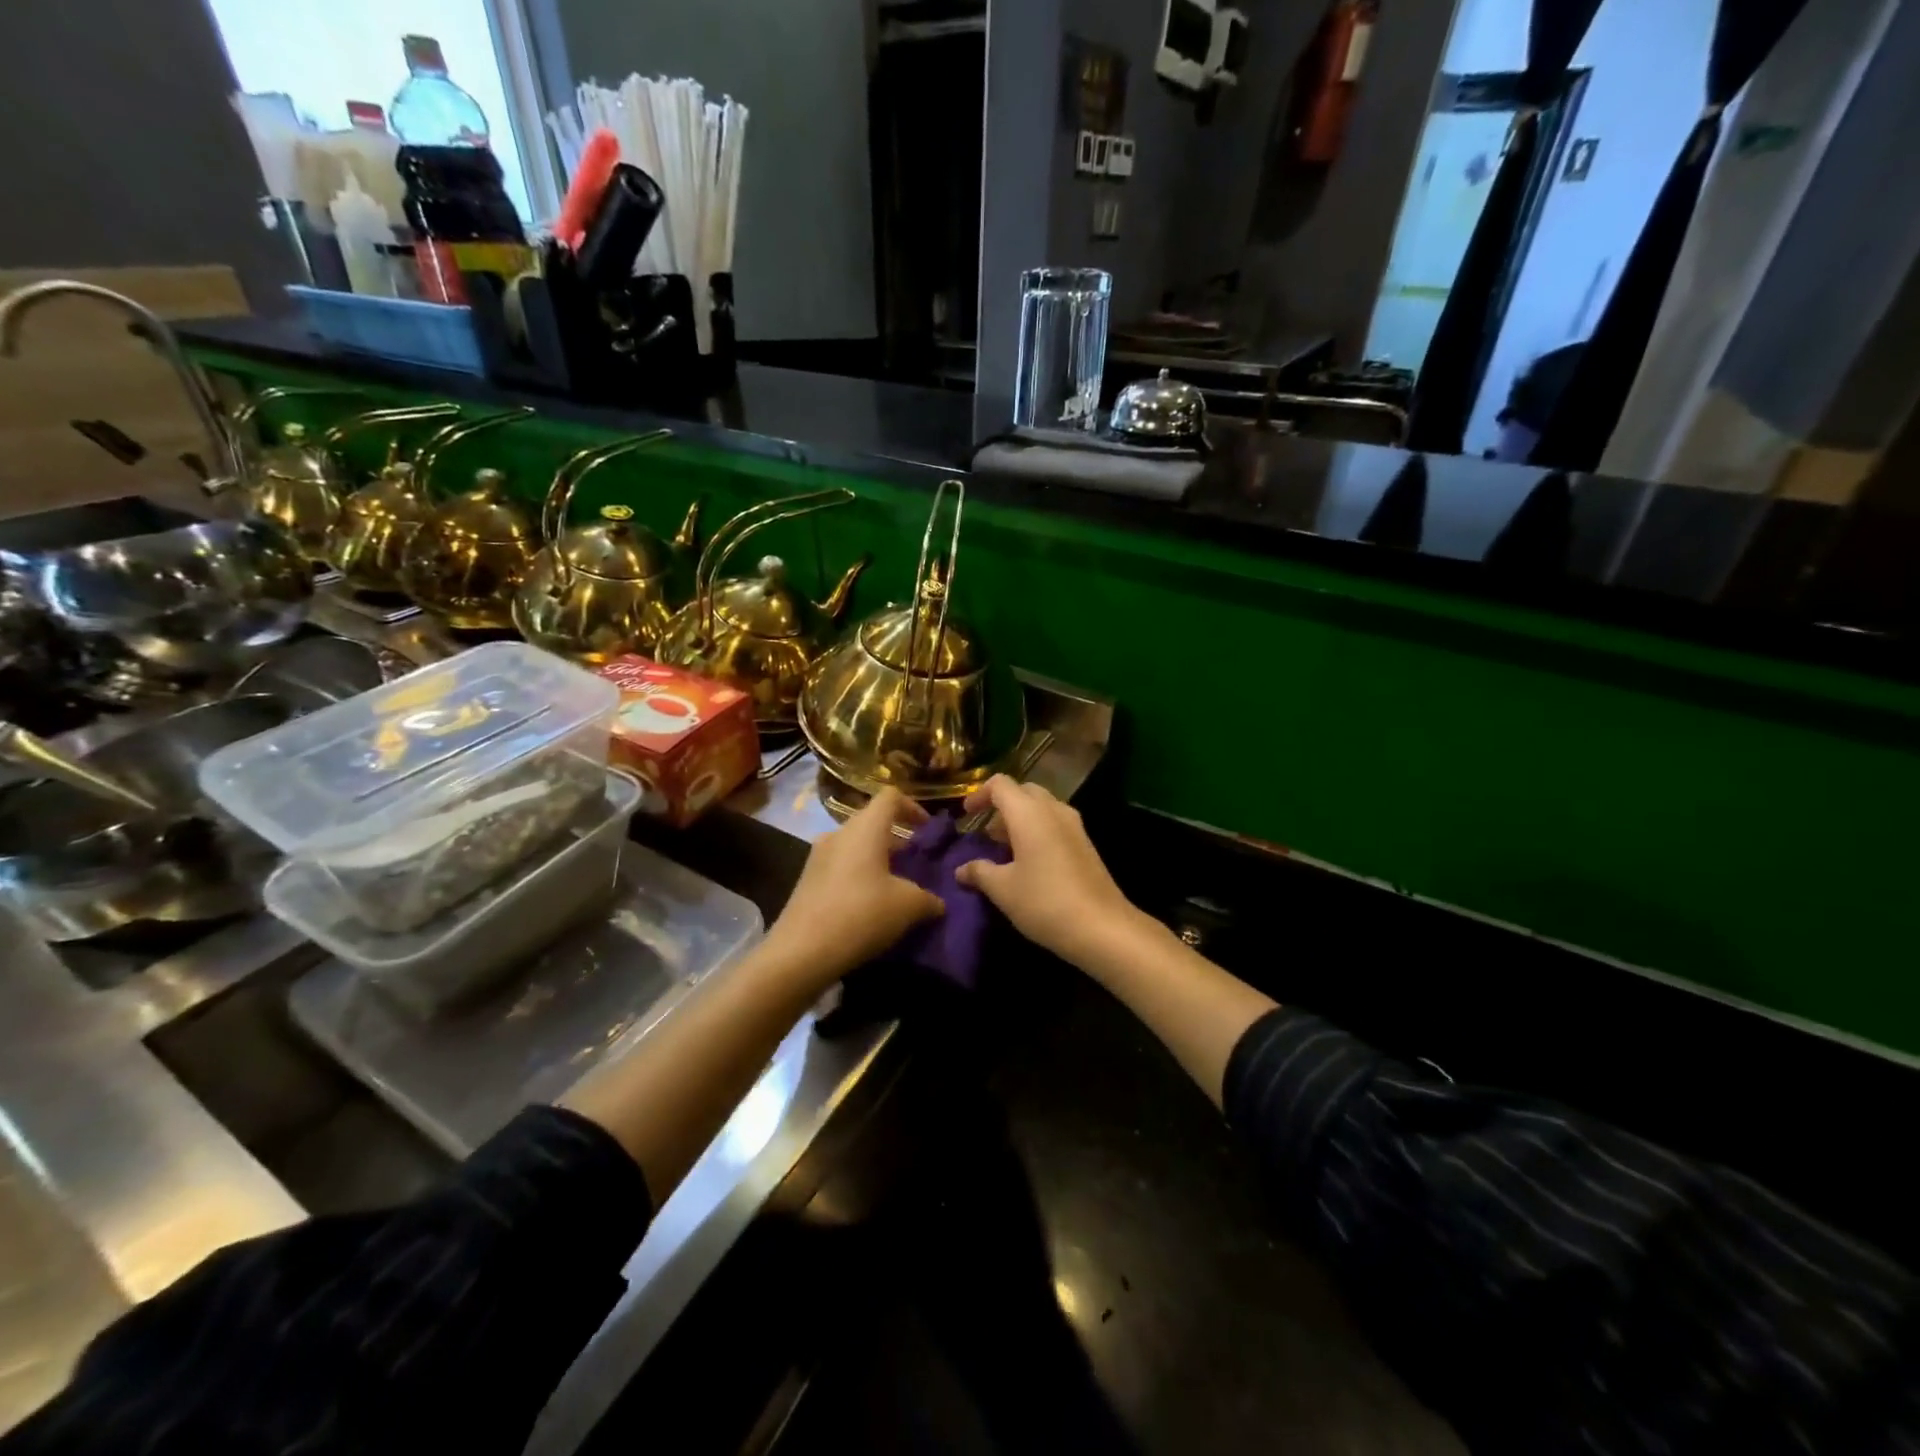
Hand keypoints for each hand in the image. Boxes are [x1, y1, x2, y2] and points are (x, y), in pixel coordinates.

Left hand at [762, 787, 944, 987]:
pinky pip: (841, 865)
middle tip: (917, 862)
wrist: (800, 952)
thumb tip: (939, 903)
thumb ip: (930, 899)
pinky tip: (870, 904)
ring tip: (897, 886)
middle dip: (898, 838)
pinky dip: (860, 875)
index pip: (891, 797)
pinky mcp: (807, 880)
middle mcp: (839, 833)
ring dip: (878, 858)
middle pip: (873, 821)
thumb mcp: (908, 907)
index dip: (914, 808)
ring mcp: (818, 856)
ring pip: (856, 845)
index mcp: (865, 828)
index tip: (928, 831)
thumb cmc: (861, 914)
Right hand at [954, 776, 1145, 967]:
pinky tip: (1029, 861)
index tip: (965, 816)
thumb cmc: (1044, 901)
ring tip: (1003, 848)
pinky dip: (1037, 831)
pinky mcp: (1085, 844)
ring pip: (1042, 808)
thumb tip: (961, 869)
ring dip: (1020, 820)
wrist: (1102, 927)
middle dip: (1001, 806)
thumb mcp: (1003, 889)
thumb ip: (979, 872)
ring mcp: (1074, 826)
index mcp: (1029, 813)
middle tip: (985, 832)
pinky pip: (1055, 824)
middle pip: (1023, 791)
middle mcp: (1053, 810)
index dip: (979, 794)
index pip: (1000, 784)